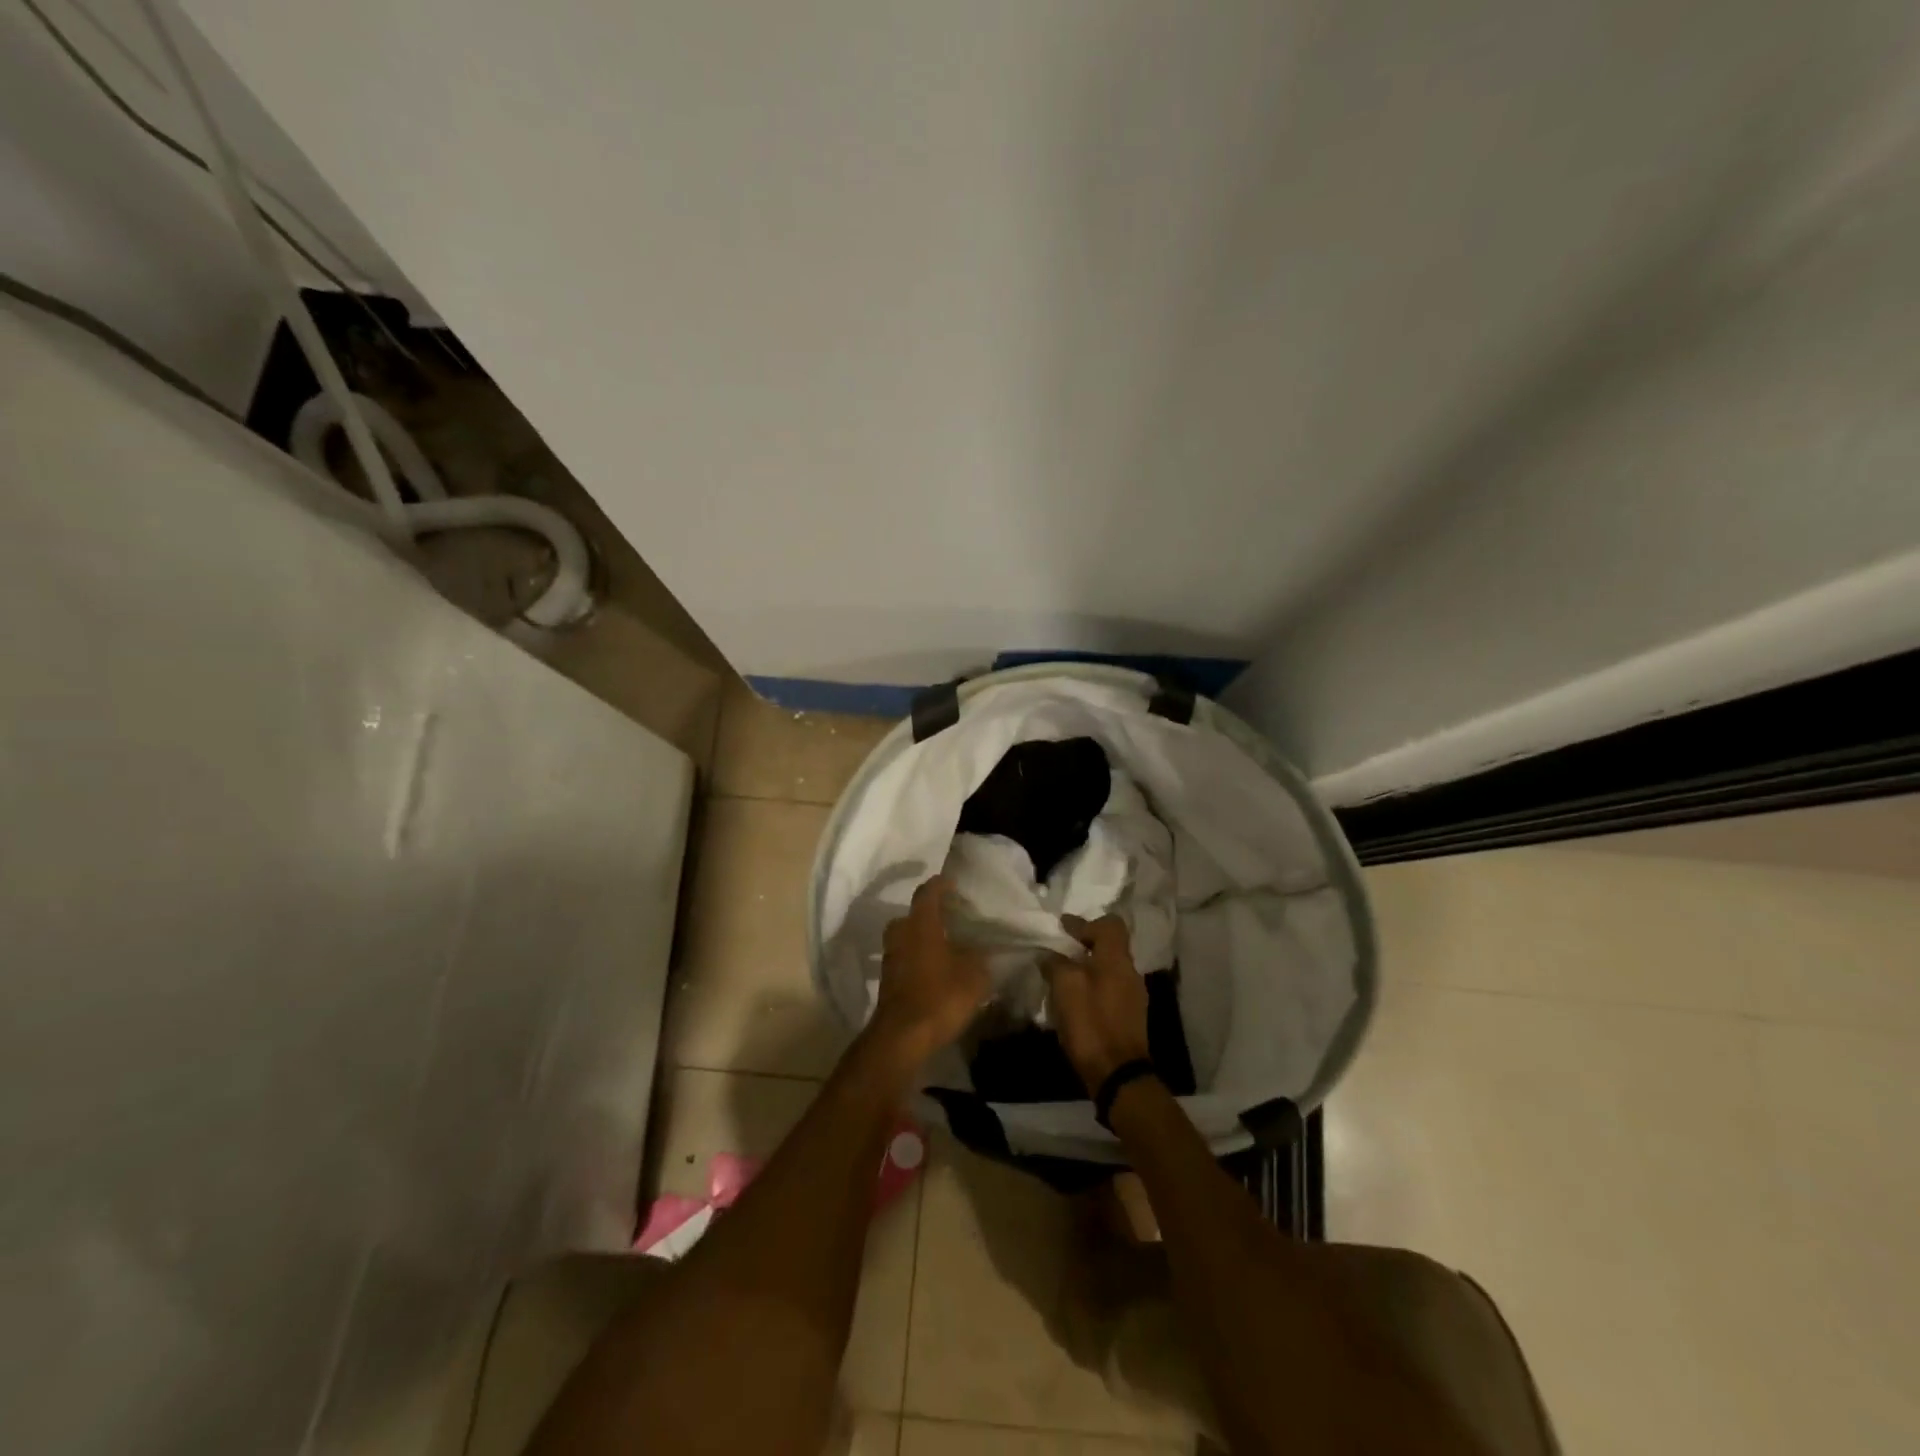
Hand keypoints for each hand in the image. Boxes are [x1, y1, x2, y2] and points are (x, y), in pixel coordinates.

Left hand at [869, 875, 989, 1066]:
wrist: (902, 1036)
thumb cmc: (940, 996)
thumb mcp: (974, 975)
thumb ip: (980, 957)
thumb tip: (983, 949)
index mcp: (920, 924)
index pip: (928, 893)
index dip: (940, 885)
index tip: (953, 882)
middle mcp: (901, 934)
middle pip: (913, 915)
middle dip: (930, 914)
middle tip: (951, 918)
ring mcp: (891, 958)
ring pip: (907, 938)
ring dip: (923, 938)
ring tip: (946, 945)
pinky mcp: (888, 980)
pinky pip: (905, 958)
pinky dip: (919, 958)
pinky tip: (936, 969)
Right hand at [1042, 915, 1150, 1094]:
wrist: (1118, 1073)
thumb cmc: (1091, 1022)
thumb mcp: (1065, 986)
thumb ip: (1056, 963)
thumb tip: (1049, 956)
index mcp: (1117, 958)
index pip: (1109, 924)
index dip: (1084, 921)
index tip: (1062, 926)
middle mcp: (1130, 972)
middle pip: (1110, 946)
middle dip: (1085, 944)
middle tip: (1060, 949)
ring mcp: (1134, 996)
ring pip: (1109, 968)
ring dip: (1088, 967)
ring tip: (1063, 975)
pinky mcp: (1130, 1017)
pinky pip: (1110, 988)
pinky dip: (1093, 986)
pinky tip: (1075, 999)